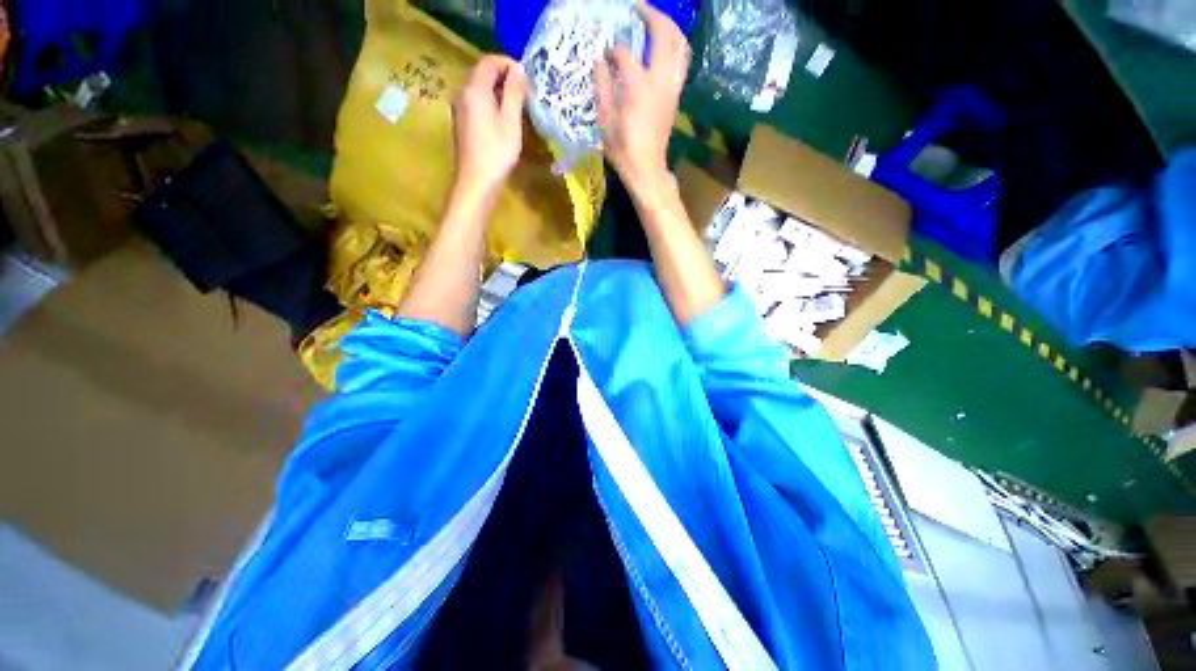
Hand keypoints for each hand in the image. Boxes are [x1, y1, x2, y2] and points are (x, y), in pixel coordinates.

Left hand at [451, 55, 528, 205]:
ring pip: (480, 90)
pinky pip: (477, 104)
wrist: (476, 183)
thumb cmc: (496, 153)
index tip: (526, 77)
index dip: (508, 63)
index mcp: (474, 89)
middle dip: (504, 77)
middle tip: (525, 92)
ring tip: (518, 106)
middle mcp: (462, 94)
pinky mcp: (462, 124)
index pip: (489, 61)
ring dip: (499, 92)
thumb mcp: (511, 122)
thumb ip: (514, 92)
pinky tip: (504, 121)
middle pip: (482, 74)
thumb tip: (519, 69)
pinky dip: (491, 104)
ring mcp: (460, 110)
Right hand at [595, 4, 690, 198]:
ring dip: (668, 26)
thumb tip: (599, 62)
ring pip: (679, 44)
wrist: (647, 169)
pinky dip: (675, 45)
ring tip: (654, 21)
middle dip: (650, 15)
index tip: (604, 54)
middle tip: (637, 8)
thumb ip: (601, 87)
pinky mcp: (676, 94)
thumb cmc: (623, 150)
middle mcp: (659, 80)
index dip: (612, 50)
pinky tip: (664, 45)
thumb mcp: (605, 121)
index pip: (623, 52)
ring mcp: (671, 86)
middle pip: (663, 33)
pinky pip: (681, 60)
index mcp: (637, 87)